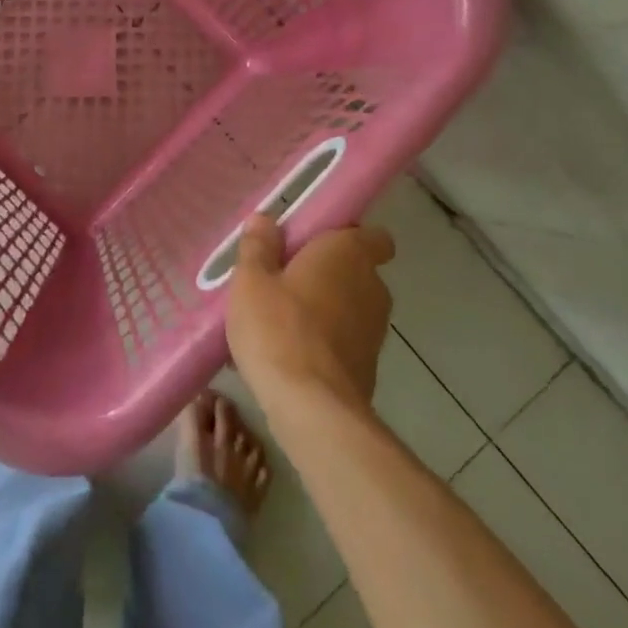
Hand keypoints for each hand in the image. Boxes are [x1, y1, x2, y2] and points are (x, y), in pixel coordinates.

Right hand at [226, 215, 394, 414]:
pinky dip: (324, 342)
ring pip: (348, 306)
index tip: (311, 244)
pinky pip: (344, 340)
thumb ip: (259, 246)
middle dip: (324, 273)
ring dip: (322, 309)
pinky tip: (288, 355)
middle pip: (354, 269)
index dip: (346, 236)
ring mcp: (375, 329)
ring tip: (278, 322)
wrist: (312, 408)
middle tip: (282, 281)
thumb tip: (266, 219)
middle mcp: (372, 285)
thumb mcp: (251, 281)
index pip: (373, 235)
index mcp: (349, 253)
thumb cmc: (278, 328)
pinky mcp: (369, 365)